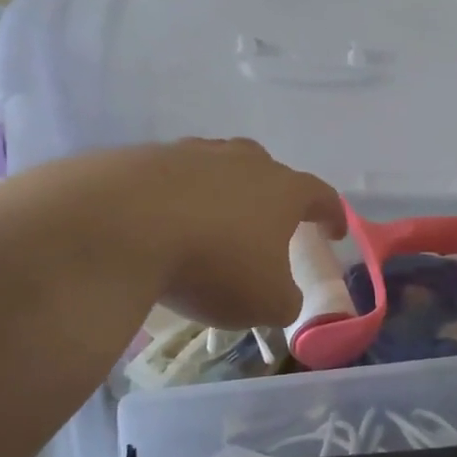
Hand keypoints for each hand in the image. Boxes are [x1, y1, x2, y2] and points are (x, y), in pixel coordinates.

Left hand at [129, 138, 344, 329]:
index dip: (331, 215)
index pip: (320, 196)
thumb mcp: (265, 302)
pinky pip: (171, 178)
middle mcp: (242, 161)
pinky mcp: (146, 159)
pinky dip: (175, 198)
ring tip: (213, 222)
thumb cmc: (214, 264)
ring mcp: (192, 154)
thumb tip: (282, 298)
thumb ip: (285, 301)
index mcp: (282, 189)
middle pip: (268, 170)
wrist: (122, 226)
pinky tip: (162, 222)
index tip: (334, 232)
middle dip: (273, 195)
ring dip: (222, 192)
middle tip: (268, 223)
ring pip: (218, 167)